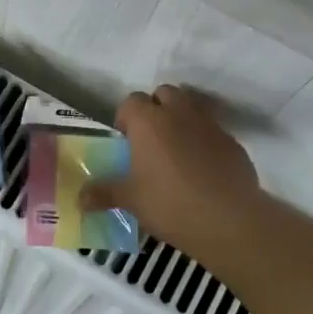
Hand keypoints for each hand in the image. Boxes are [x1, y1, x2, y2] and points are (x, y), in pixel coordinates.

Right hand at [83, 85, 263, 253]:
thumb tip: (79, 198)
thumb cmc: (169, 204)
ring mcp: (210, 125)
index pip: (131, 101)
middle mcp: (179, 113)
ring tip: (175, 151)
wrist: (228, 220)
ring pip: (192, 107)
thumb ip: (103, 193)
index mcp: (149, 122)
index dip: (126, 117)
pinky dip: (204, 140)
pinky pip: (213, 131)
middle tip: (150, 140)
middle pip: (165, 93)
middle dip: (156, 109)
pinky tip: (201, 168)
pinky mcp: (232, 142)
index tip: (125, 140)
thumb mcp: (130, 200)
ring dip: (181, 120)